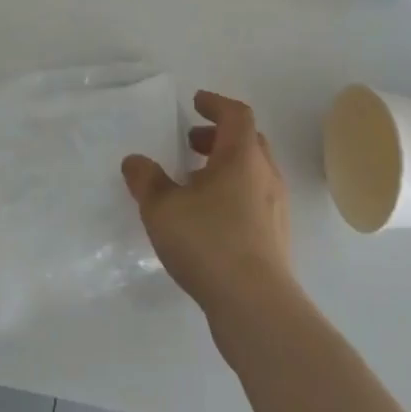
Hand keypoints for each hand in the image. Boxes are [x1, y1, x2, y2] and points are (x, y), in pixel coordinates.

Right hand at [122, 91, 291, 325]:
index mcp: (242, 157)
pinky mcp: (276, 240)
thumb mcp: (163, 208)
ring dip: (225, 168)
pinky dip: (232, 195)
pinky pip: (254, 201)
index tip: (196, 102)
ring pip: (252, 173)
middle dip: (219, 137)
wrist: (257, 308)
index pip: (236, 114)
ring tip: (193, 184)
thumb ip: (146, 180)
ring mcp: (275, 210)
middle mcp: (265, 176)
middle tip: (191, 143)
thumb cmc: (210, 243)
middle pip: (247, 141)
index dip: (215, 104)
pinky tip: (208, 220)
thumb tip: (135, 161)